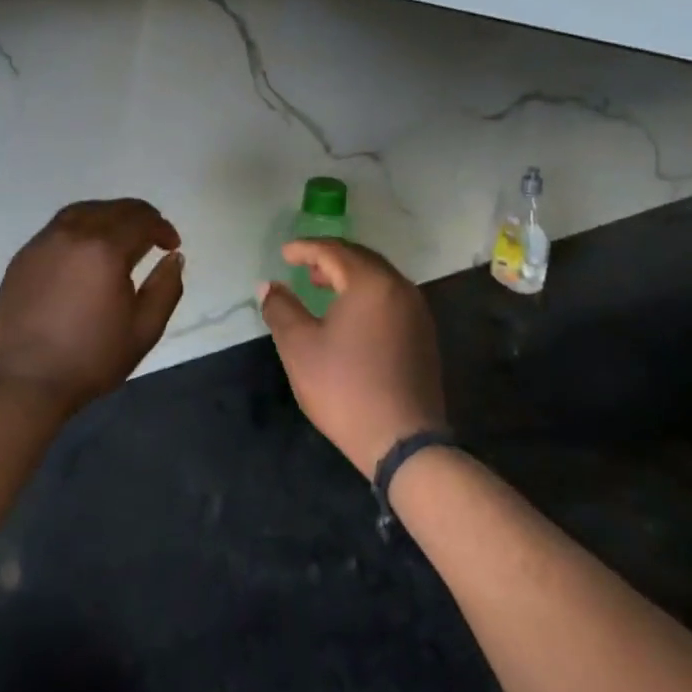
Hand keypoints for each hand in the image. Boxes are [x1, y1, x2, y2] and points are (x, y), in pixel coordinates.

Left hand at [0, 199, 183, 416]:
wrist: (24, 380)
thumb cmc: (90, 359)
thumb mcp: (143, 330)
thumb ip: (166, 288)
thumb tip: (174, 258)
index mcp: (105, 249)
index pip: (141, 220)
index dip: (162, 228)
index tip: (172, 245)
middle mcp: (73, 234)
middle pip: (113, 209)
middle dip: (139, 217)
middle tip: (152, 236)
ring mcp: (44, 242)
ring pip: (83, 211)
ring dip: (108, 216)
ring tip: (120, 236)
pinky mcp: (24, 255)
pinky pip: (59, 227)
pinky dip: (81, 226)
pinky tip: (86, 250)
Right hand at [259, 240, 445, 479]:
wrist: (403, 442)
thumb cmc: (345, 388)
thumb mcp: (299, 346)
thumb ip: (280, 308)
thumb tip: (268, 286)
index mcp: (371, 283)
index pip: (334, 251)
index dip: (305, 248)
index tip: (284, 253)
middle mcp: (400, 288)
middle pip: (361, 258)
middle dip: (329, 257)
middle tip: (303, 266)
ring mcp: (417, 312)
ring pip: (378, 278)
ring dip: (348, 275)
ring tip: (321, 286)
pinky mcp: (423, 336)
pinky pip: (390, 298)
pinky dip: (366, 293)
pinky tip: (349, 314)